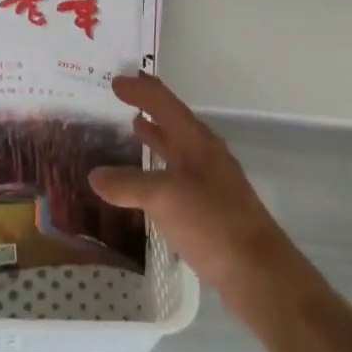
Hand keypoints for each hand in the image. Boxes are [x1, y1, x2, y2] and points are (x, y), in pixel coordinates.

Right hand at [89, 74, 306, 318]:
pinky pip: (179, 173)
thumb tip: (94, 176)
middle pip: (173, 119)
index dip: (139, 89)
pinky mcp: (212, 205)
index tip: (114, 80)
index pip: (163, 101)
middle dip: (148, 106)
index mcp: (195, 139)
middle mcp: (204, 152)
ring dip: (156, 135)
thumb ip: (128, 184)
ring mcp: (211, 179)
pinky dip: (160, 167)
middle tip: (120, 98)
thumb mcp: (163, 198)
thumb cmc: (212, 222)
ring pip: (178, 146)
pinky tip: (148, 181)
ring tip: (132, 128)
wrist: (258, 271)